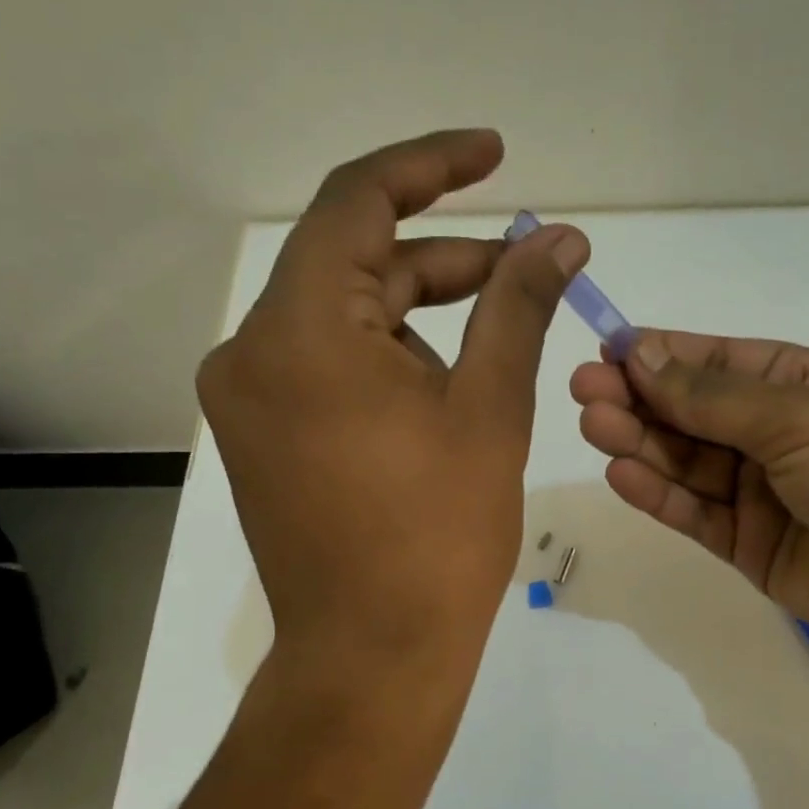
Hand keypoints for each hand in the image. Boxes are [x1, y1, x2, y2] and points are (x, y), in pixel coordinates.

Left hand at [198, 130, 586, 695]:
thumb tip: (560, 238)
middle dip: (445, 260)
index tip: (496, 154)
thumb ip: (519, 306)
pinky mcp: (262, 436)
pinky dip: (387, 357)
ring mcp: (248, 398)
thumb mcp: (490, 408)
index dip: (432, 166)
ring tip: (496, 342)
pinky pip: (327, 365)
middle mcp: (251, 351)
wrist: (374, 654)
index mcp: (299, 331)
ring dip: (420, 314)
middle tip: (527, 269)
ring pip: (343, 318)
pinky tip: (443, 388)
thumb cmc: (439, 535)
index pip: (359, 201)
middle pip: (355, 264)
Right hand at [570, 331, 808, 661]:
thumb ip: (712, 395)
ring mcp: (760, 492)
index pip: (715, 361)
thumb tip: (640, 354)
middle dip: (639, 399)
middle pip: (692, 412)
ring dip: (640, 442)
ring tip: (593, 425)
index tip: (606, 351)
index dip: (660, 355)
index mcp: (799, 383)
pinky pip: (695, 513)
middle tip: (584, 392)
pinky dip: (659, 494)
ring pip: (686, 462)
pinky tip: (621, 474)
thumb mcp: (797, 414)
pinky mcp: (749, 545)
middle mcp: (775, 433)